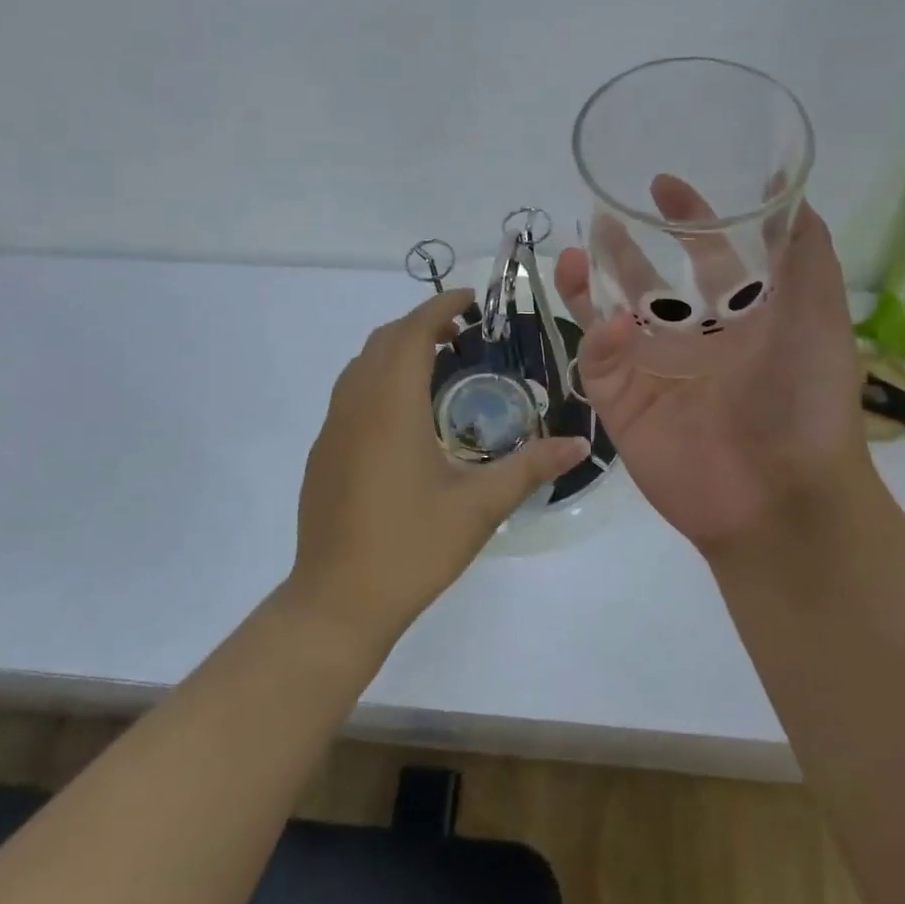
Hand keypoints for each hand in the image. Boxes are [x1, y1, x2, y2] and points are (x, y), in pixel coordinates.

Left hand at [287, 289, 589, 648]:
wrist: (337, 602)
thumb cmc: (412, 547)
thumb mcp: (480, 506)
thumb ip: (531, 468)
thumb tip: (581, 443)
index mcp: (390, 405)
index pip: (412, 331)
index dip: (440, 305)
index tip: (473, 301)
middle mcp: (355, 405)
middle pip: (384, 340)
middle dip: (421, 324)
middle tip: (463, 335)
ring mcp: (332, 429)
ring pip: (362, 365)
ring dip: (397, 351)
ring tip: (438, 368)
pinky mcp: (323, 454)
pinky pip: (350, 394)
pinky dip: (379, 379)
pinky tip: (406, 418)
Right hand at [555, 189, 871, 554]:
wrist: (783, 498)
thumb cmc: (805, 398)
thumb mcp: (818, 311)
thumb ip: (803, 247)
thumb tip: (783, 182)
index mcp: (740, 318)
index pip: (706, 257)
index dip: (687, 219)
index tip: (662, 185)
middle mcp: (694, 341)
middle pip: (647, 283)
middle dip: (624, 249)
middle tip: (603, 215)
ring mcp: (655, 373)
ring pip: (609, 317)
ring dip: (590, 285)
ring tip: (574, 255)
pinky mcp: (624, 406)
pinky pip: (602, 362)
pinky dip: (600, 339)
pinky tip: (611, 325)